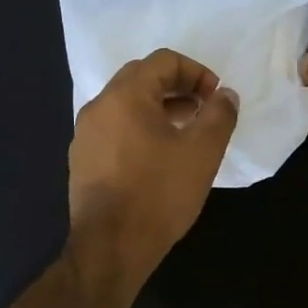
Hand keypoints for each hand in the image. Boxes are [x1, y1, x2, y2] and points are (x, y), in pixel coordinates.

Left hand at [67, 49, 238, 284]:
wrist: (111, 247)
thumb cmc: (159, 193)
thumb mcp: (203, 151)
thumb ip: (220, 114)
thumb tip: (225, 95)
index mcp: (125, 95)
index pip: (164, 60)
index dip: (197, 72)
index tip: (215, 98)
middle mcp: (99, 106)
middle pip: (141, 77)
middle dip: (177, 86)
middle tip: (202, 110)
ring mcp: (85, 134)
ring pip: (126, 104)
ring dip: (159, 108)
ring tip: (185, 132)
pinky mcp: (82, 160)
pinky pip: (115, 129)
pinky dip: (140, 128)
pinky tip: (158, 157)